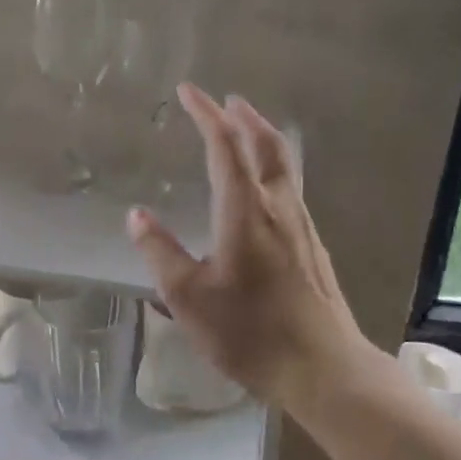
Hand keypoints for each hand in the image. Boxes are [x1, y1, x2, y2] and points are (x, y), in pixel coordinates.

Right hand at [126, 85, 373, 414]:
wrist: (323, 368)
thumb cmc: (249, 332)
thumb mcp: (188, 297)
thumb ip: (160, 252)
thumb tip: (137, 215)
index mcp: (244, 211)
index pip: (225, 146)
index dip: (205, 114)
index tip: (188, 91)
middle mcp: (278, 208)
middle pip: (266, 145)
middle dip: (244, 117)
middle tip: (226, 100)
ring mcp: (302, 227)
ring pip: (285, 166)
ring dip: (263, 138)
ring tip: (246, 129)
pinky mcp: (313, 247)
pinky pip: (291, 188)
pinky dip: (273, 168)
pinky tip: (264, 188)